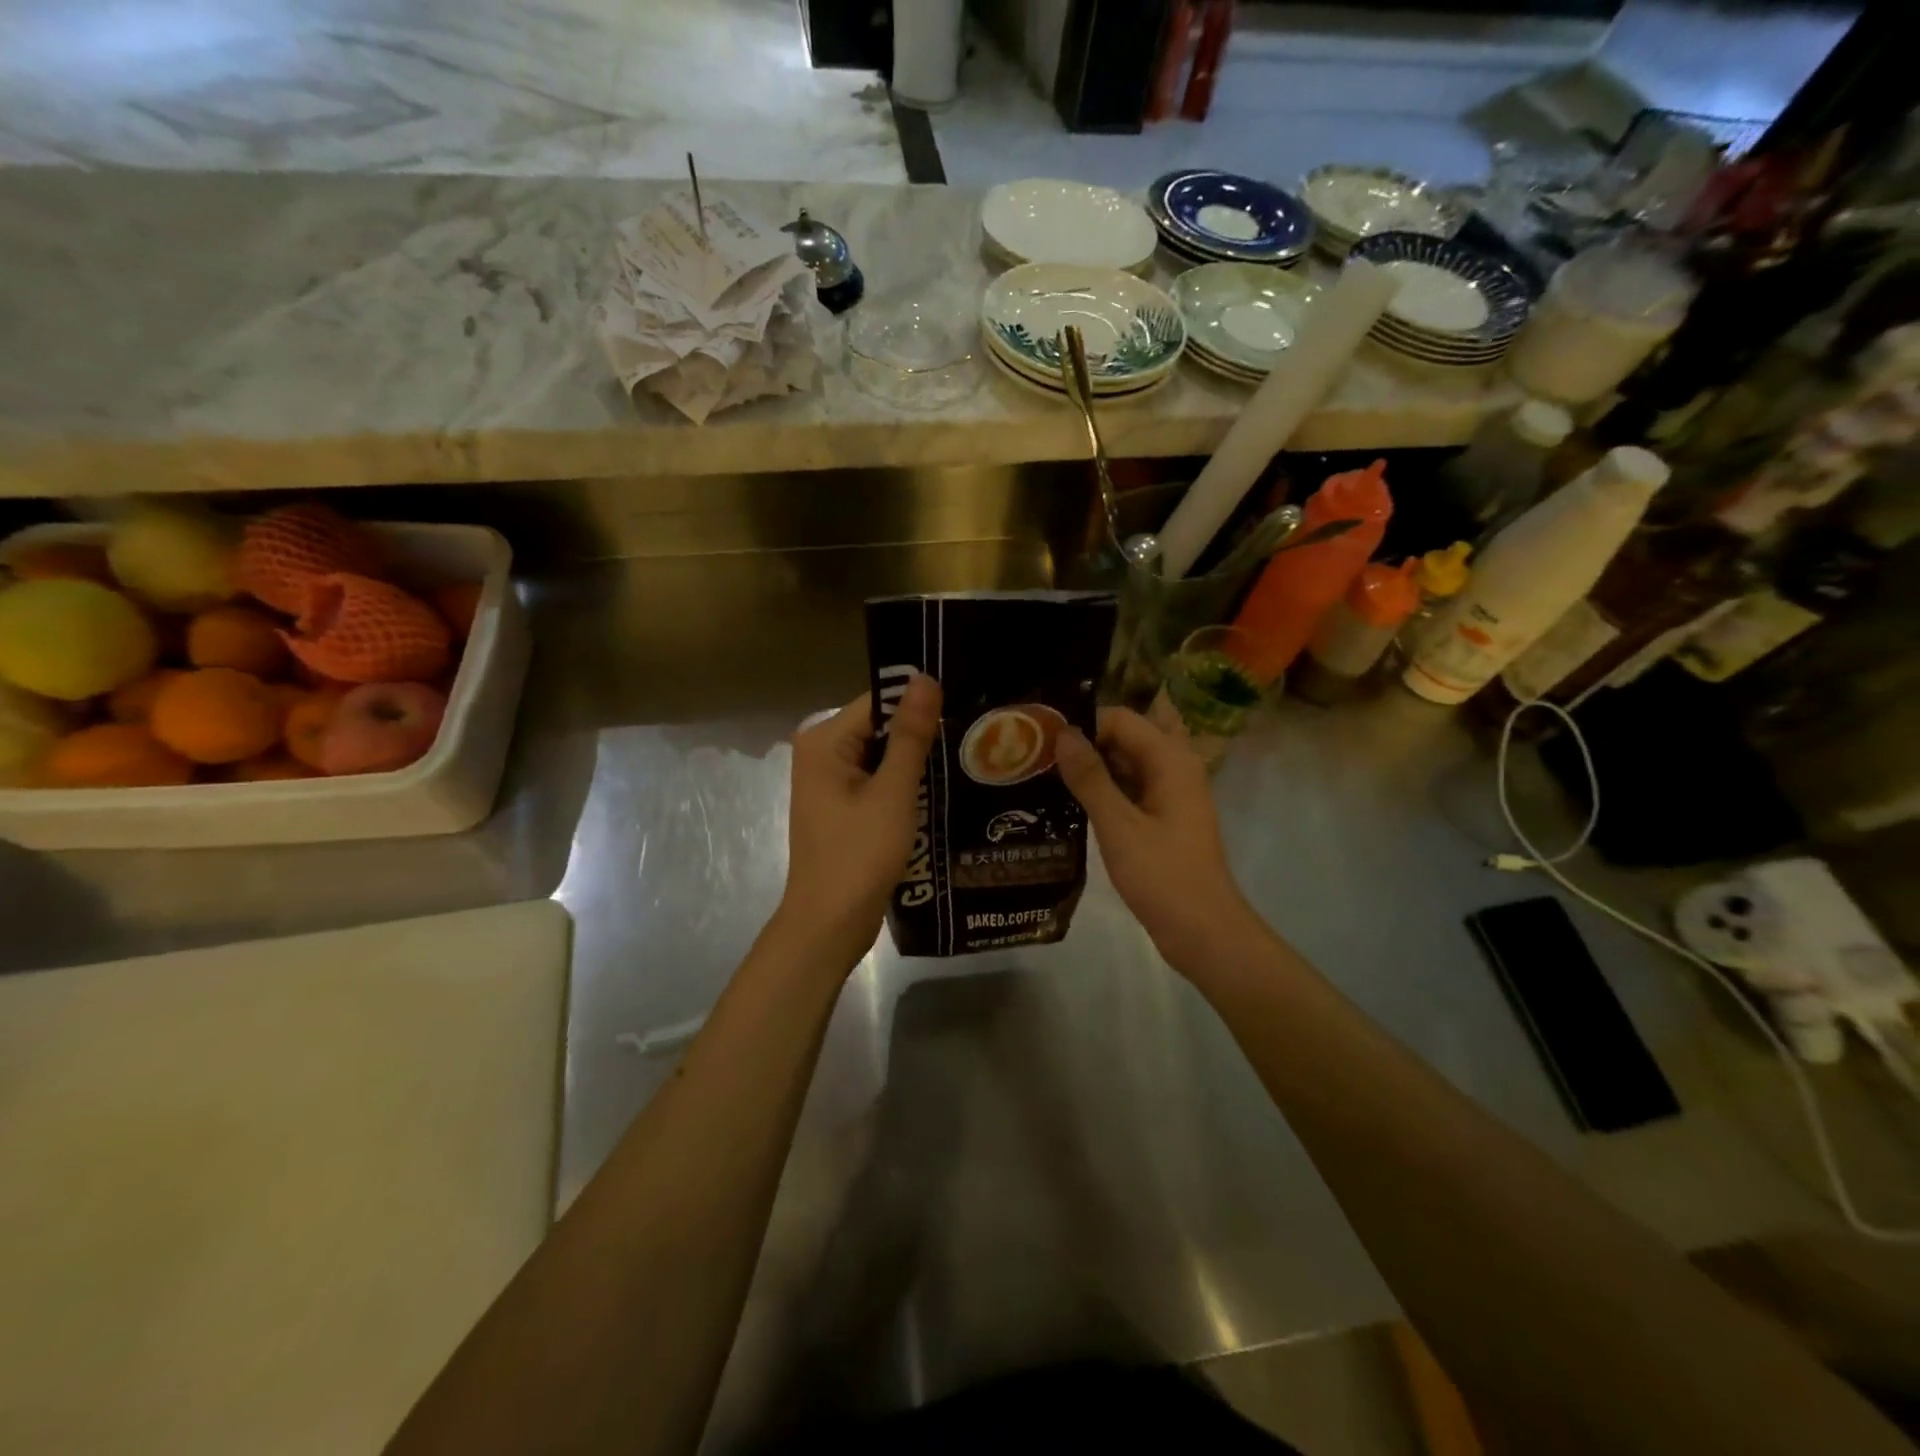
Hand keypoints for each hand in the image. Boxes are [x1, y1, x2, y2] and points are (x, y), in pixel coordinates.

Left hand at [776, 673, 941, 970]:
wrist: (830, 924)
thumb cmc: (859, 855)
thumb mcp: (892, 792)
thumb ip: (910, 734)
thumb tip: (925, 678)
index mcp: (823, 740)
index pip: (878, 701)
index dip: (920, 706)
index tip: (963, 710)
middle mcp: (820, 752)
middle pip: (879, 727)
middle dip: (919, 736)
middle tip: (971, 739)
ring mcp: (829, 782)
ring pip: (881, 756)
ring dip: (915, 762)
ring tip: (964, 761)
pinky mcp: (841, 806)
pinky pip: (877, 780)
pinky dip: (903, 785)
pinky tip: (938, 790)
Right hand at [1056, 707, 1258, 972]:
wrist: (1204, 933)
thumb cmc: (1162, 876)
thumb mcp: (1119, 825)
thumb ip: (1090, 777)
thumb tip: (1062, 734)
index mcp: (1170, 760)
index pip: (1120, 719)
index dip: (1082, 725)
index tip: (1042, 741)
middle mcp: (1174, 768)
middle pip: (1124, 738)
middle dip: (1084, 744)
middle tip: (1037, 759)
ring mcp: (1170, 795)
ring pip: (1125, 765)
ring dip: (1091, 769)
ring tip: (1044, 778)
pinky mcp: (1163, 819)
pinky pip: (1129, 790)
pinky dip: (1102, 792)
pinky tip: (1068, 805)